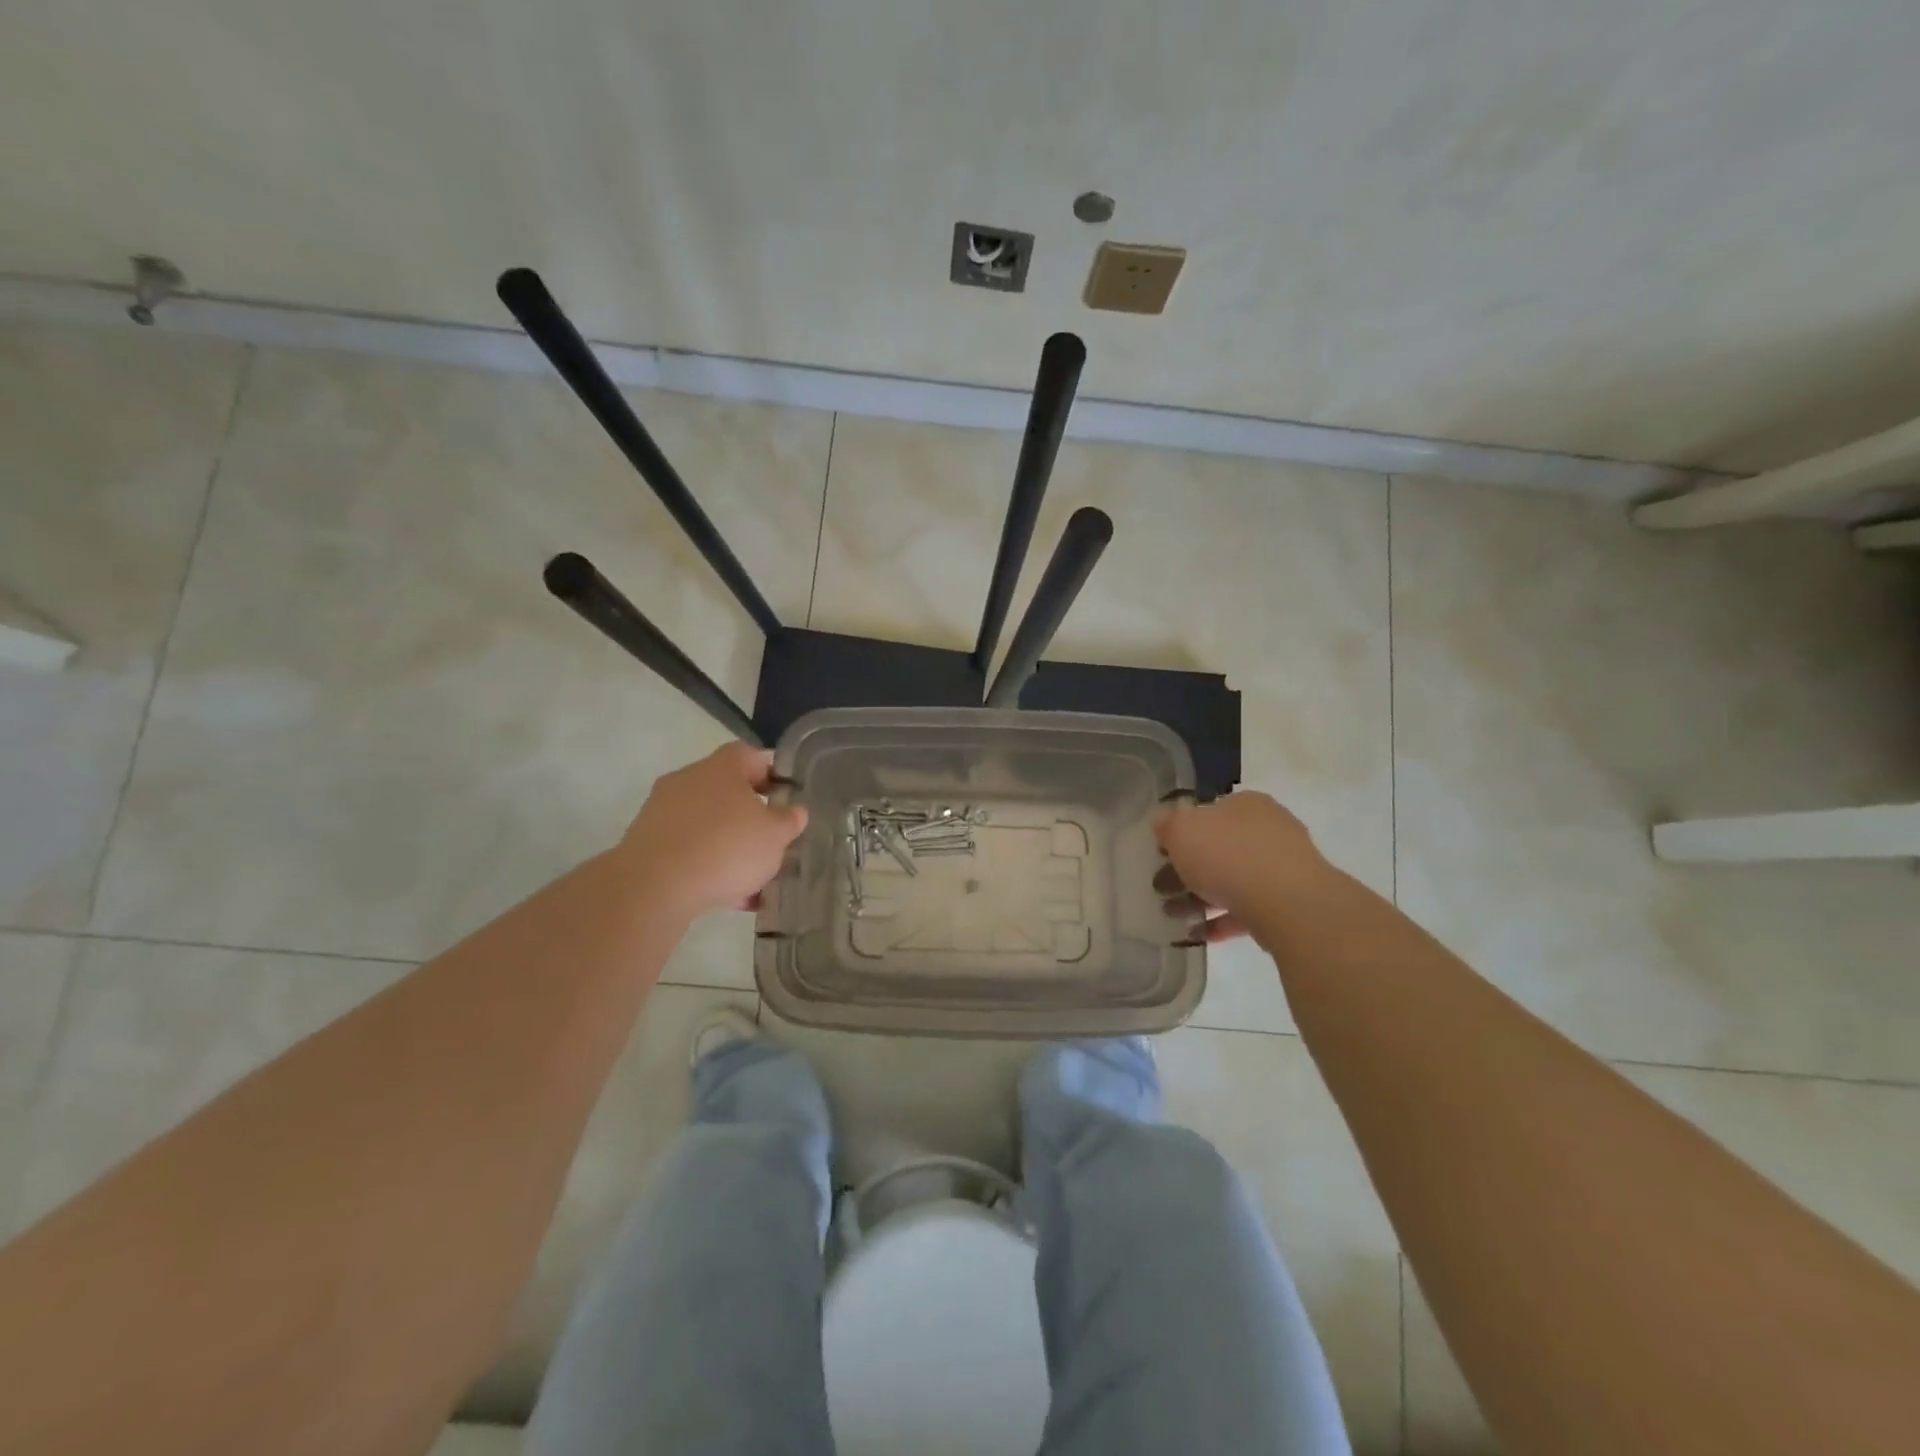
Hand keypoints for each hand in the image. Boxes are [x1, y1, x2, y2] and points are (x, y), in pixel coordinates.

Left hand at [620, 743, 807, 917]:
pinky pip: (688, 850)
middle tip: (772, 842)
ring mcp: (662, 811)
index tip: (787, 798)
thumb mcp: (775, 836)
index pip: (753, 756)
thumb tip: (795, 811)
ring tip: (754, 880)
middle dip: (751, 818)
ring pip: (708, 825)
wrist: (654, 887)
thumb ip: (789, 820)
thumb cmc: (726, 847)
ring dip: (730, 847)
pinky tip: (729, 897)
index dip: (773, 774)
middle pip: (728, 792)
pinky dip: (708, 867)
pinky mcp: (646, 843)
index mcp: (722, 767)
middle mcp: (689, 780)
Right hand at [1154, 791, 1324, 943]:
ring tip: (1175, 916)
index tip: (1161, 854)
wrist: (1288, 904)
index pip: (1209, 812)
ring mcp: (1283, 868)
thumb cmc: (1229, 856)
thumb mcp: (1181, 831)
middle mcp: (1269, 830)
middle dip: (1188, 870)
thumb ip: (1167, 824)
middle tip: (1162, 888)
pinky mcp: (1289, 903)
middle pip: (1220, 848)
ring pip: (1233, 881)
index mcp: (1246, 805)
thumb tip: (1162, 820)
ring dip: (1200, 898)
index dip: (1181, 832)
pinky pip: (1248, 909)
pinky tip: (1199, 934)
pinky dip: (1222, 920)